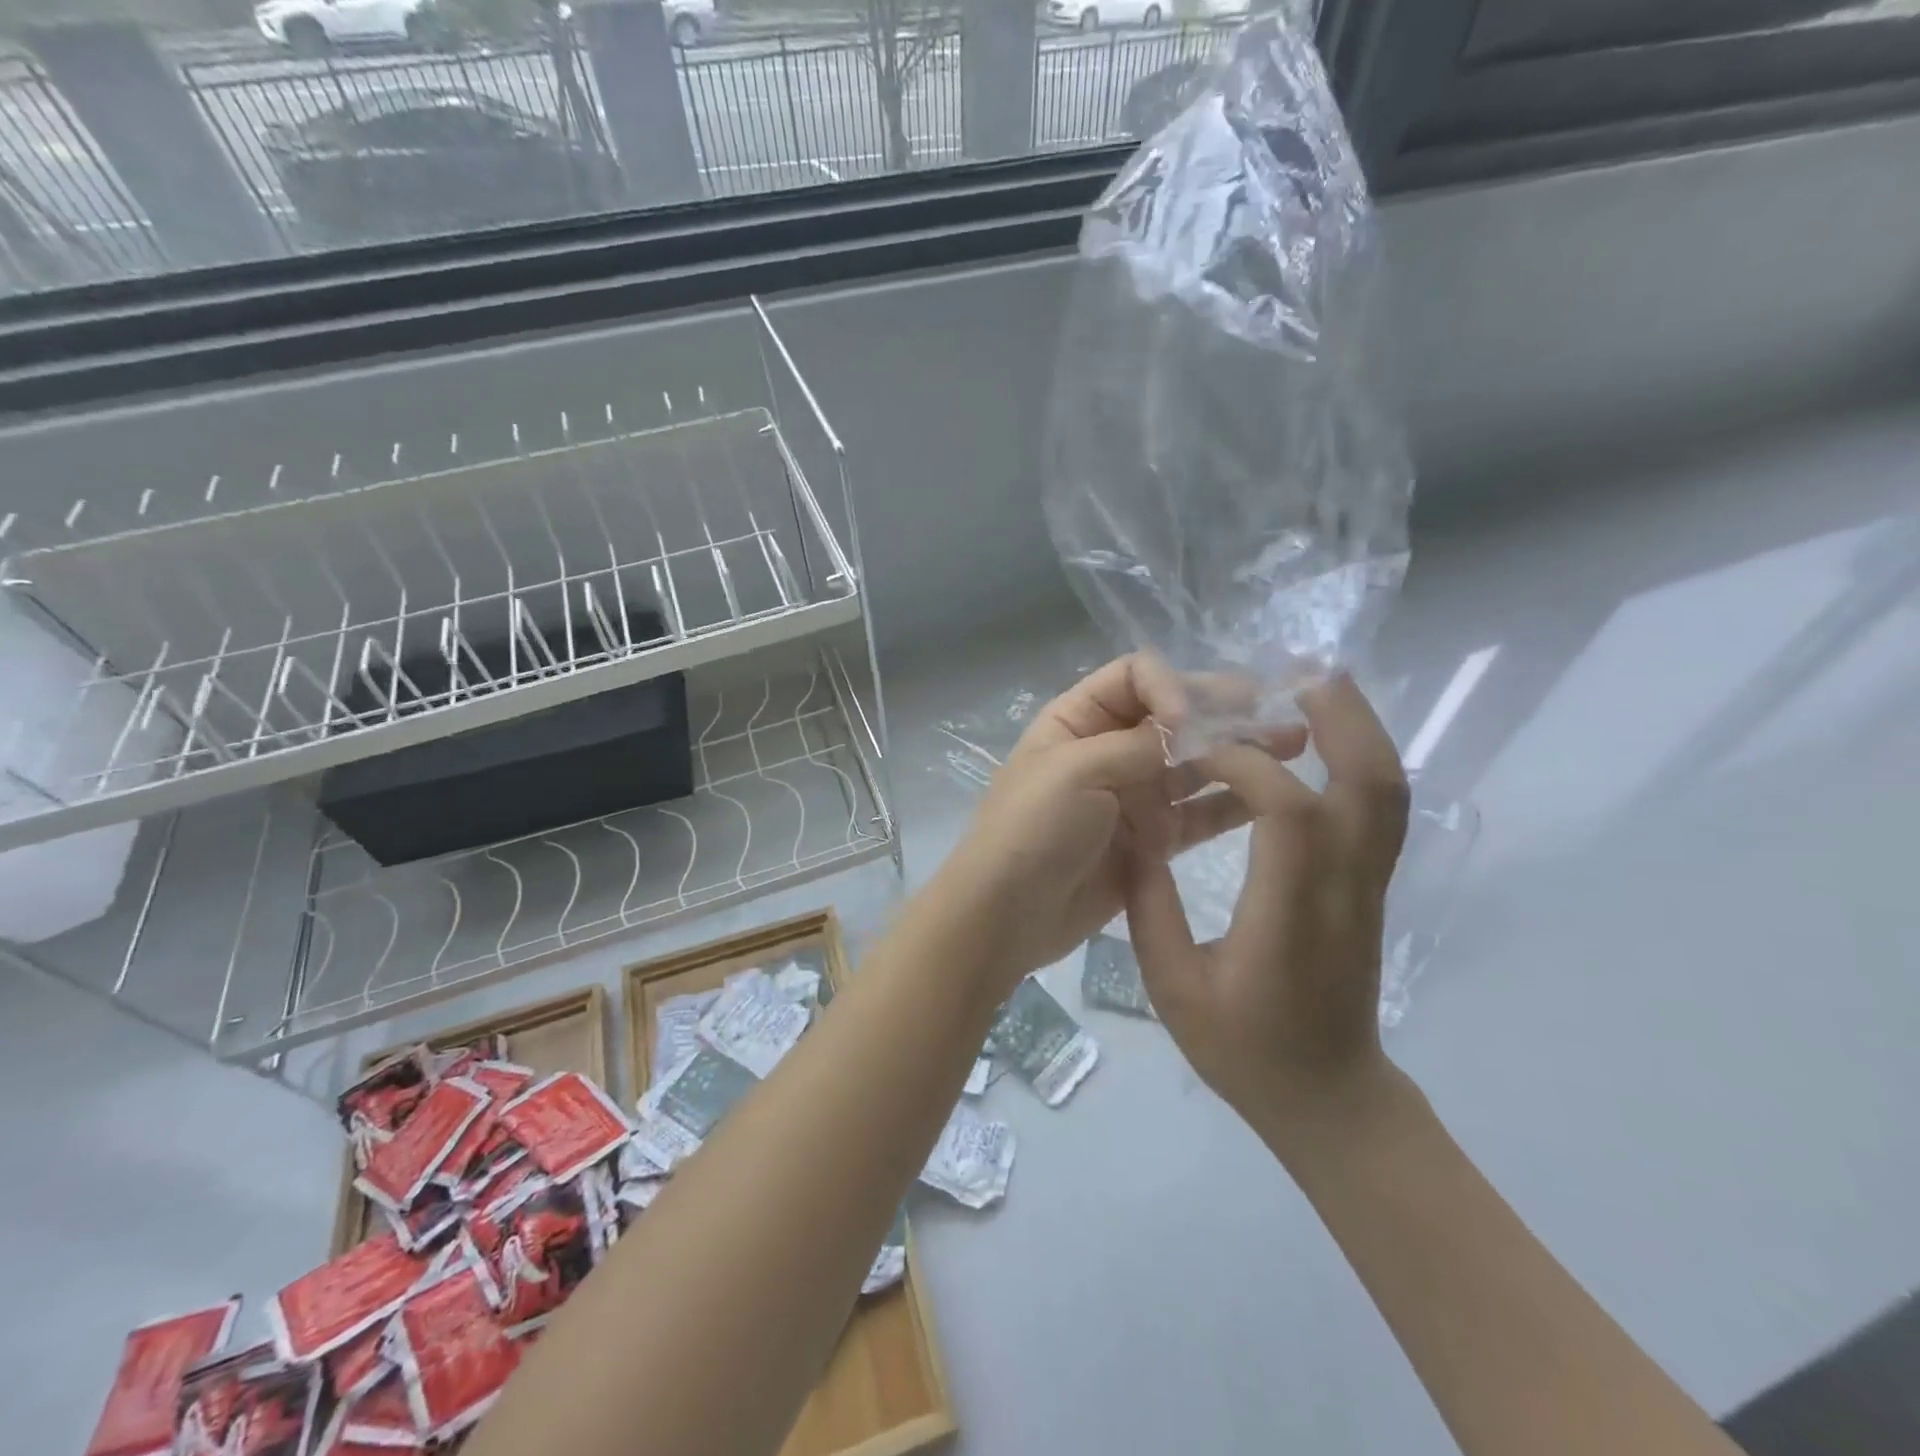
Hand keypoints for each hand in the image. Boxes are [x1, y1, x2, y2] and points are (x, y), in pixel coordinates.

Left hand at [939, 654, 1303, 992]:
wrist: (1006, 914)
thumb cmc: (1032, 830)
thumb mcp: (1077, 771)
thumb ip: (1140, 744)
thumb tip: (1194, 722)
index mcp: (1078, 719)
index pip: (1137, 677)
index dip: (1173, 687)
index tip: (1192, 723)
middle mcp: (1109, 749)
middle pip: (1173, 717)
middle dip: (1222, 713)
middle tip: (1279, 716)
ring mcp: (1131, 795)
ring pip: (1192, 764)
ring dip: (1237, 754)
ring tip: (1293, 748)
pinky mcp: (1150, 840)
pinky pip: (1196, 814)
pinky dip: (1229, 804)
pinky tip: (1270, 798)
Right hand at [1125, 676, 1409, 1146]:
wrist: (1330, 1099)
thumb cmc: (1244, 1050)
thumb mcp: (1172, 986)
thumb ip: (1148, 902)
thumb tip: (1135, 828)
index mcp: (1291, 915)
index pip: (1288, 810)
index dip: (1244, 763)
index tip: (1197, 746)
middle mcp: (1345, 889)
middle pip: (1370, 783)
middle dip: (1340, 717)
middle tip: (1298, 673)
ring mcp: (1371, 887)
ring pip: (1388, 791)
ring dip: (1360, 728)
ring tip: (1318, 687)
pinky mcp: (1374, 887)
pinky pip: (1381, 809)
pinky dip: (1362, 758)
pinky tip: (1326, 738)